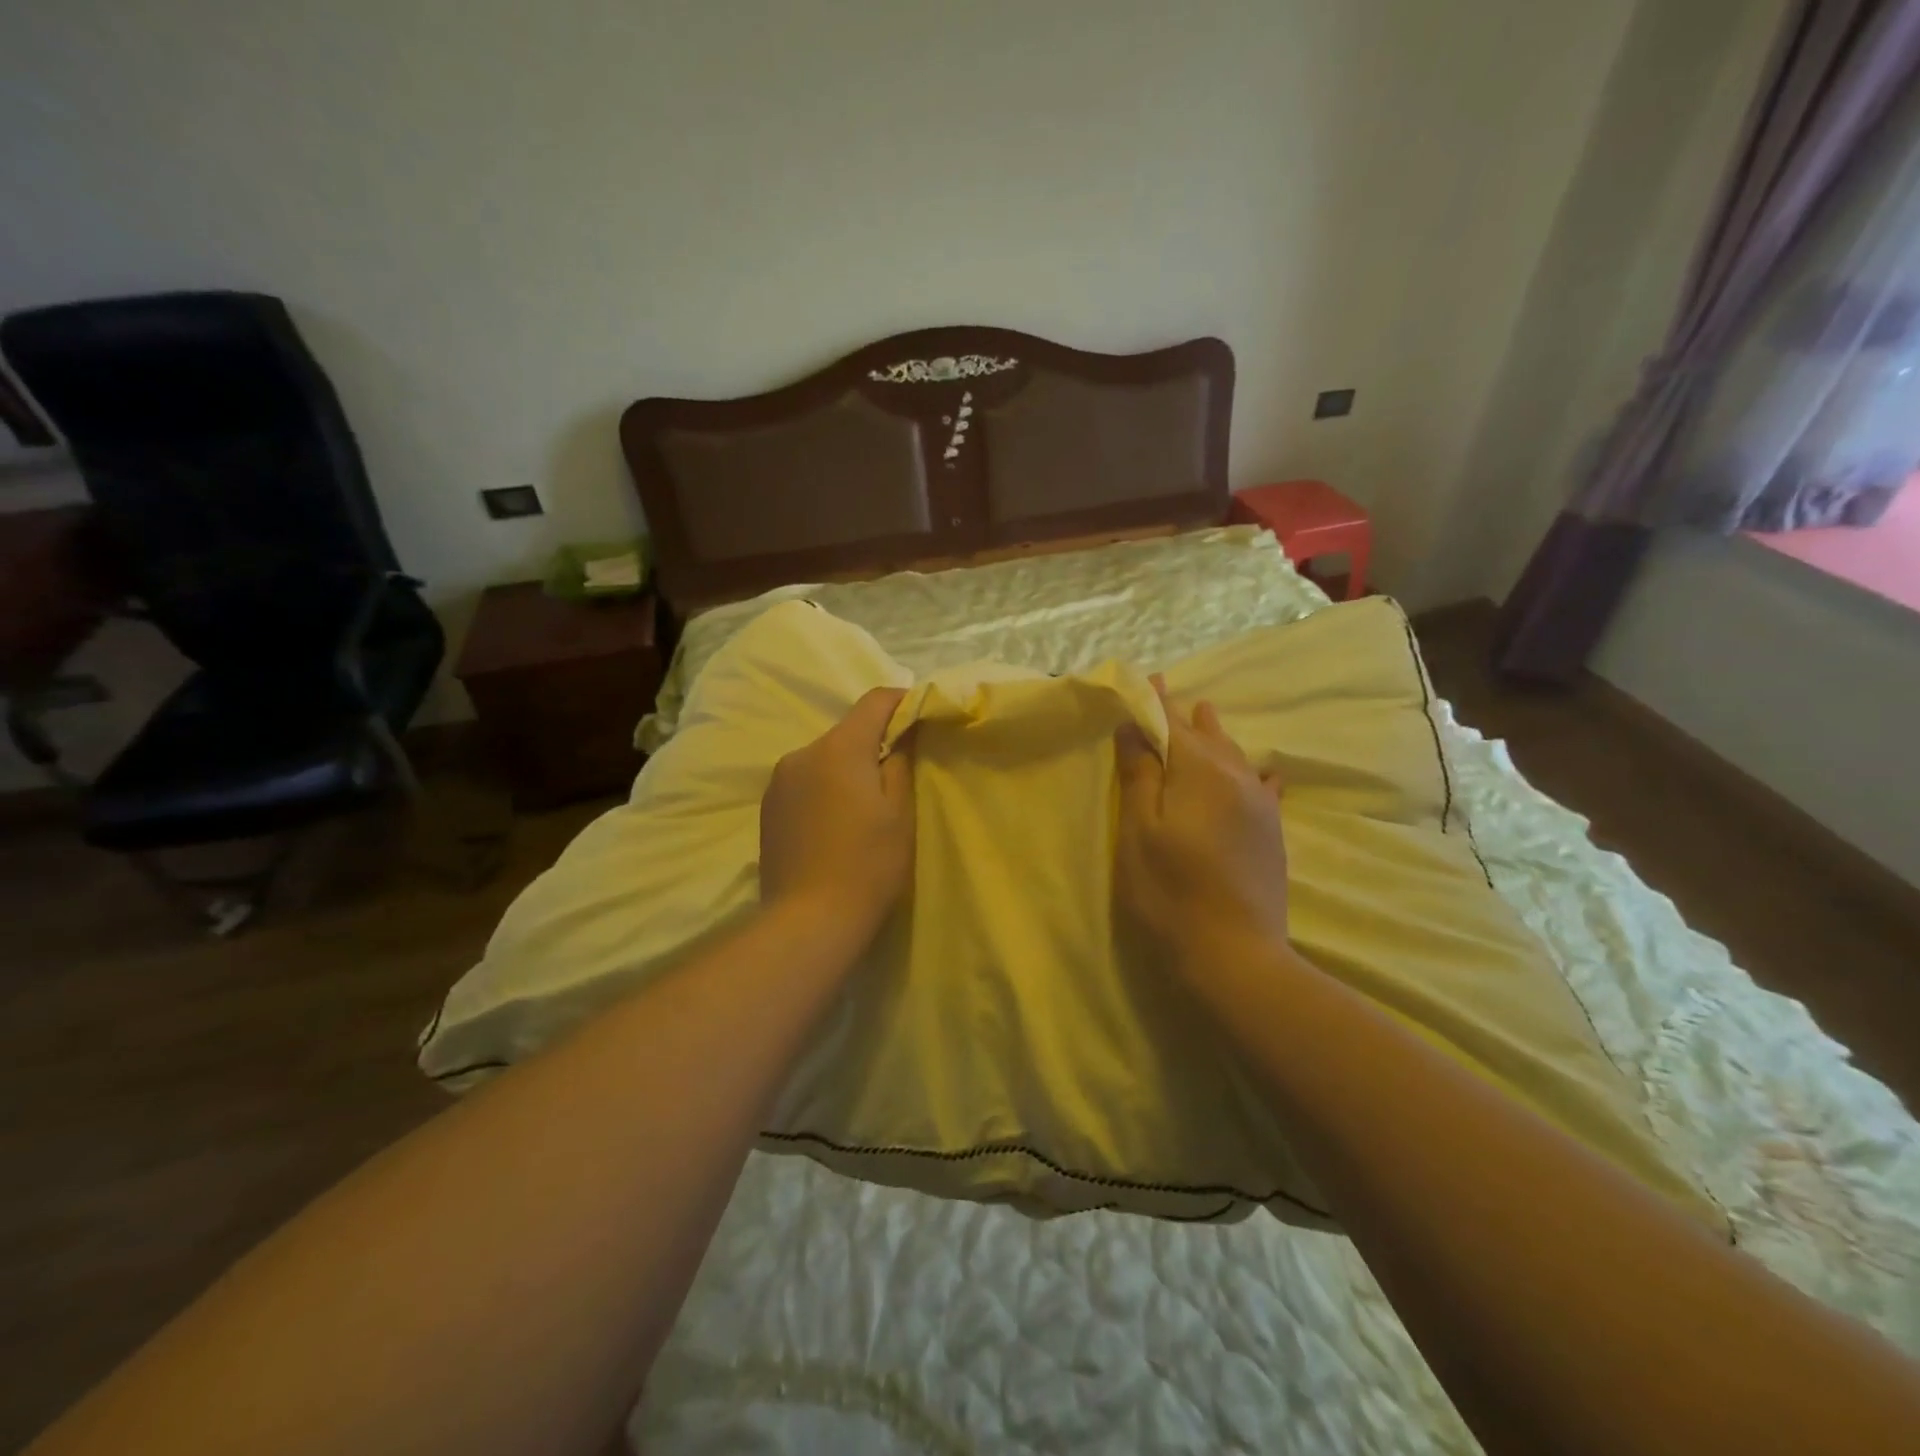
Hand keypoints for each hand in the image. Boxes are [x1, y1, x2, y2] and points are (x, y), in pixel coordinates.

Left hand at [760, 687, 914, 939]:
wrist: (808, 921)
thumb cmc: (868, 864)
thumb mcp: (900, 813)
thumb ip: (900, 762)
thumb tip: (901, 734)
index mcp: (839, 748)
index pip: (874, 701)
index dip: (901, 701)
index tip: (920, 714)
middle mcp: (802, 753)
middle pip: (846, 731)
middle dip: (873, 742)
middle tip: (897, 772)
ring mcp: (778, 781)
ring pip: (823, 758)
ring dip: (846, 768)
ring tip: (864, 806)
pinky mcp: (767, 808)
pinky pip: (804, 782)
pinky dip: (824, 788)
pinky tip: (834, 824)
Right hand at [1114, 680, 1290, 975]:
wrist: (1234, 955)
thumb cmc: (1170, 891)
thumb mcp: (1139, 832)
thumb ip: (1139, 775)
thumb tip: (1134, 727)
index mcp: (1199, 772)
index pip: (1173, 724)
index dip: (1156, 702)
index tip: (1147, 678)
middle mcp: (1236, 779)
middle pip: (1206, 736)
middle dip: (1184, 715)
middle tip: (1169, 692)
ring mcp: (1260, 807)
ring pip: (1235, 757)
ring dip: (1215, 735)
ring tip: (1207, 713)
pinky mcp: (1271, 834)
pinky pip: (1260, 787)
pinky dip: (1251, 771)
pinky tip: (1262, 773)